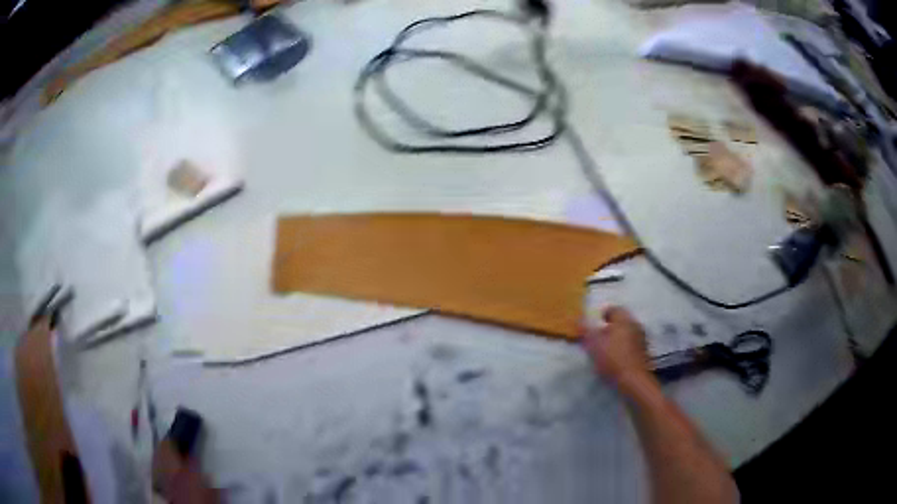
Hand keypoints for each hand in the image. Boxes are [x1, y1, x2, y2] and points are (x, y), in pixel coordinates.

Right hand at [582, 306, 651, 387]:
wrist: (633, 380)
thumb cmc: (613, 359)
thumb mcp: (594, 344)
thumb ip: (587, 331)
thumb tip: (580, 320)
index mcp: (624, 320)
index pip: (614, 309)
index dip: (603, 314)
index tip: (595, 324)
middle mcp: (635, 325)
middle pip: (622, 320)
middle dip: (611, 326)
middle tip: (599, 336)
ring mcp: (642, 338)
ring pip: (628, 332)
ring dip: (618, 336)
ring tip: (607, 348)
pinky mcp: (644, 351)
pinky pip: (632, 342)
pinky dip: (625, 346)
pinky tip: (618, 356)